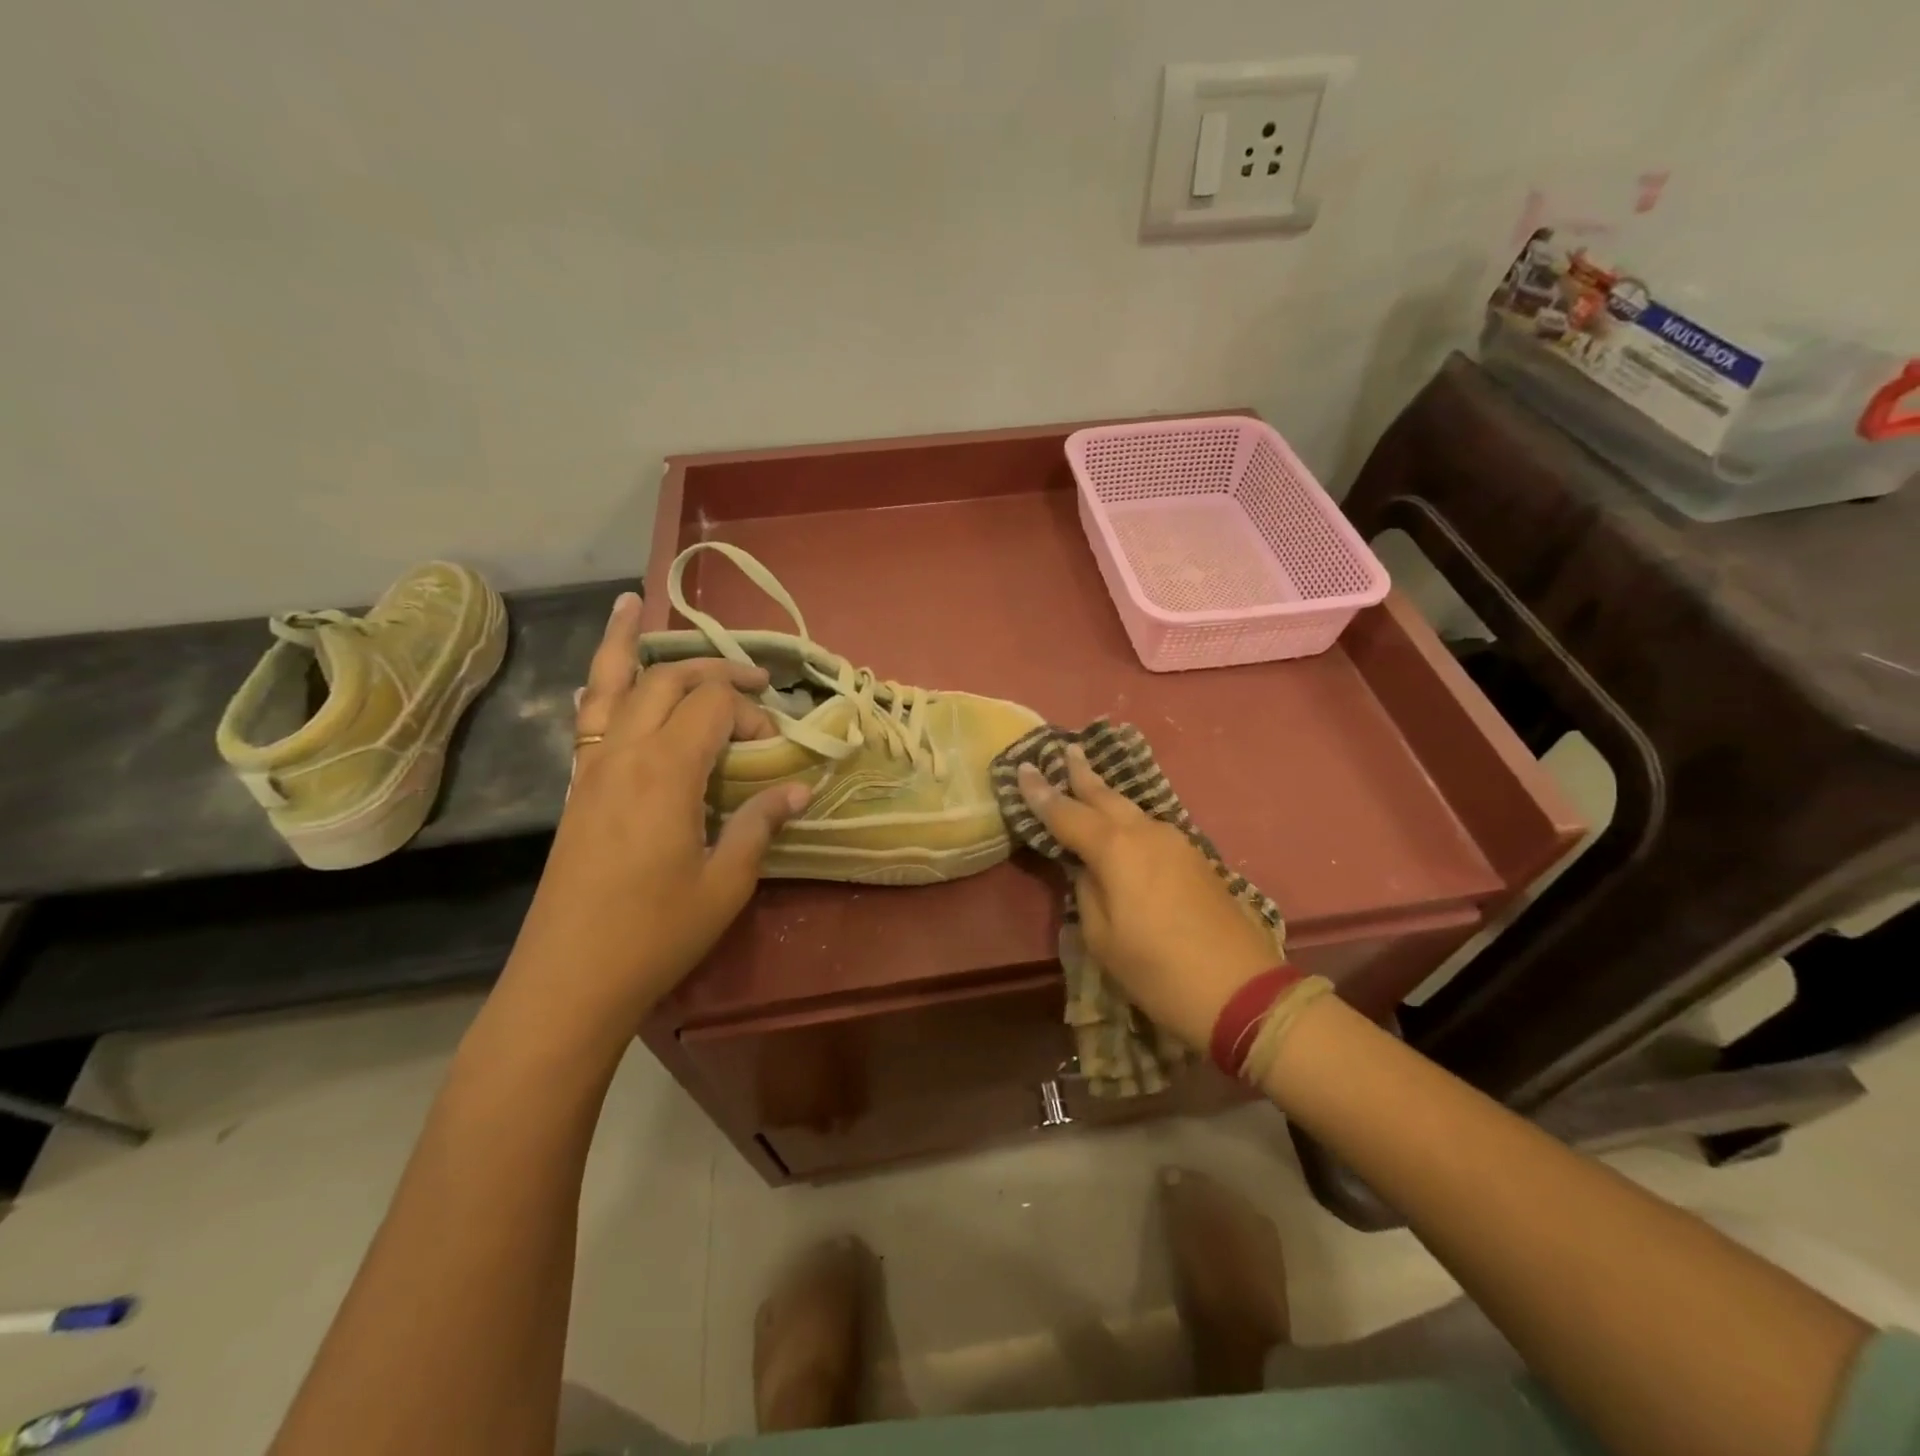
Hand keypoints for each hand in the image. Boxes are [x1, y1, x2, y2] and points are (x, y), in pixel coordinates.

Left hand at [506, 591, 806, 1034]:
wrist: (570, 979)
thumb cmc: (657, 932)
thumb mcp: (726, 881)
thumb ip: (761, 823)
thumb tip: (800, 790)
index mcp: (666, 771)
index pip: (712, 707)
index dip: (750, 713)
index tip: (775, 745)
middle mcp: (624, 753)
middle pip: (667, 680)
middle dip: (713, 669)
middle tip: (753, 678)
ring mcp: (591, 767)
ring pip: (611, 684)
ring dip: (628, 644)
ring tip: (632, 603)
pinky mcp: (577, 788)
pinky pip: (587, 718)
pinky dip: (599, 685)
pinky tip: (603, 677)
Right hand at [1017, 746, 1278, 1048]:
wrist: (1242, 990)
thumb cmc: (1159, 970)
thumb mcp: (1104, 939)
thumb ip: (1087, 892)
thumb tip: (1088, 869)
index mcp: (1117, 850)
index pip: (1067, 813)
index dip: (1042, 793)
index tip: (1023, 768)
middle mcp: (1147, 834)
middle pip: (1106, 797)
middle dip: (1082, 774)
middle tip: (1065, 749)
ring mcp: (1177, 843)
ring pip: (1131, 810)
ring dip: (1106, 795)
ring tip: (1087, 780)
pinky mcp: (1196, 859)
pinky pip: (1150, 828)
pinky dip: (1128, 818)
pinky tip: (1121, 823)